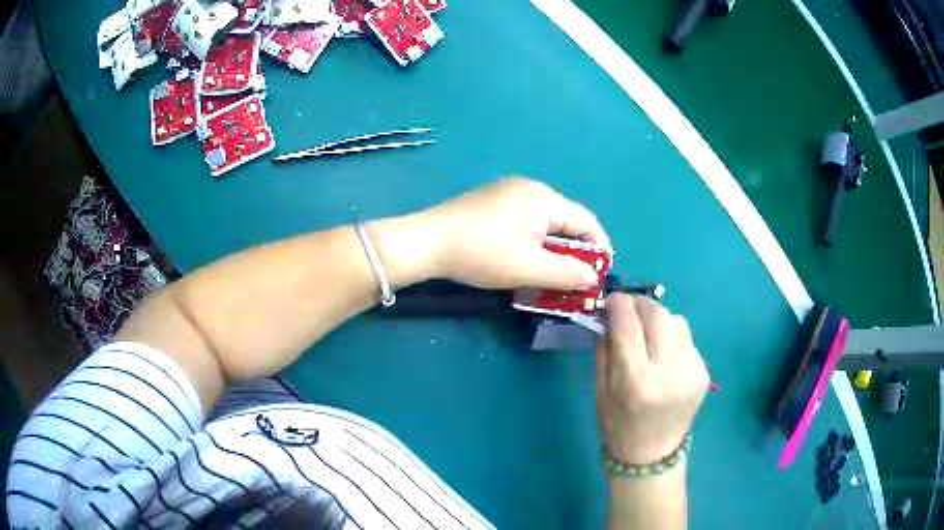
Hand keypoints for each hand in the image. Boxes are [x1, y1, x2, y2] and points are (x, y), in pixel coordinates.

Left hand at [423, 177, 610, 289]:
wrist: (427, 242)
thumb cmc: (482, 253)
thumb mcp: (530, 268)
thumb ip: (568, 273)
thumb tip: (593, 276)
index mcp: (545, 198)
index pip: (587, 222)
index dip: (600, 249)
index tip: (601, 275)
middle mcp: (530, 188)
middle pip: (566, 221)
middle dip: (575, 251)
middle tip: (575, 280)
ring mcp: (508, 192)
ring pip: (545, 223)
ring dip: (553, 249)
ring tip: (551, 275)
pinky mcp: (491, 202)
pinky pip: (525, 221)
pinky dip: (533, 242)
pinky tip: (524, 259)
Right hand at [596, 294, 708, 464]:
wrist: (652, 455)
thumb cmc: (617, 425)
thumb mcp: (600, 388)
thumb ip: (605, 348)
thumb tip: (611, 314)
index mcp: (636, 380)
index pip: (628, 323)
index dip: (617, 304)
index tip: (610, 301)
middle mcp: (669, 371)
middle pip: (657, 313)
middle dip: (639, 304)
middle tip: (627, 310)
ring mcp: (692, 370)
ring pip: (676, 320)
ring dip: (658, 319)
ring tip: (647, 335)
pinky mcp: (704, 372)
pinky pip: (686, 339)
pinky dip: (671, 337)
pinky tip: (663, 355)